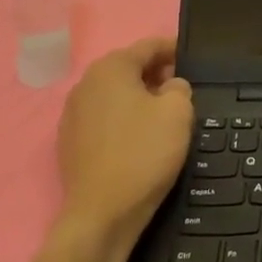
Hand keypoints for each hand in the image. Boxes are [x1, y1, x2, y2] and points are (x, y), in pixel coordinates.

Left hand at [56, 37, 192, 254]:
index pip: (148, 46)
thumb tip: (170, 87)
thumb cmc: (143, 153)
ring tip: (163, 115)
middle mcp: (86, 84)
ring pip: (114, 94)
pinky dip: (122, 120)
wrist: (101, 215)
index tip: (193, 59)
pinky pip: (103, 118)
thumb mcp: (178, 112)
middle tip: (182, 89)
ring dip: (138, 98)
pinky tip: (139, 139)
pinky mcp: (69, 143)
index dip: (173, 49)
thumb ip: (179, 87)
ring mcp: (72, 114)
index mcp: (111, 68)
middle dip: (156, 74)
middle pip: (128, 68)